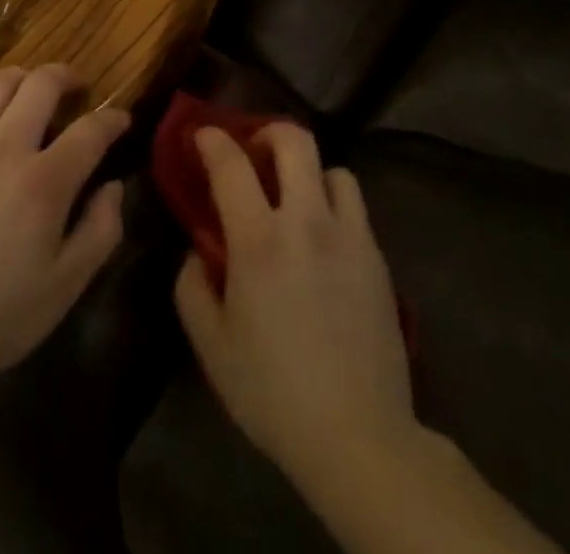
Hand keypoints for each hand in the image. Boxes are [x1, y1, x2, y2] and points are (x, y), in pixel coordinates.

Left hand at [0, 67, 128, 391]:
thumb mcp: (64, 288)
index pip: (90, 130)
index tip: (121, 120)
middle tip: (78, 89)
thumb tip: (114, 187)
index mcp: (43, 181)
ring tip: (33, 93)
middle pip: (42, 83)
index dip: (113, 119)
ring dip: (24, 78)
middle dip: (68, 76)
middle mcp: (4, 148)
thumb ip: (100, 231)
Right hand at [174, 125, 414, 486]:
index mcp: (259, 239)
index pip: (231, 163)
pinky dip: (334, 204)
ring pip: (334, 168)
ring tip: (296, 198)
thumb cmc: (273, 391)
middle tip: (254, 153)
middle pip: (295, 141)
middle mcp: (307, 222)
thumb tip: (197, 253)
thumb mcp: (211, 345)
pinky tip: (323, 239)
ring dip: (308, 172)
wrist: (359, 437)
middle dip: (268, 132)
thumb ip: (191, 287)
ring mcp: (349, 236)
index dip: (212, 139)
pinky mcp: (377, 258)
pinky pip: (355, 206)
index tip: (201, 135)